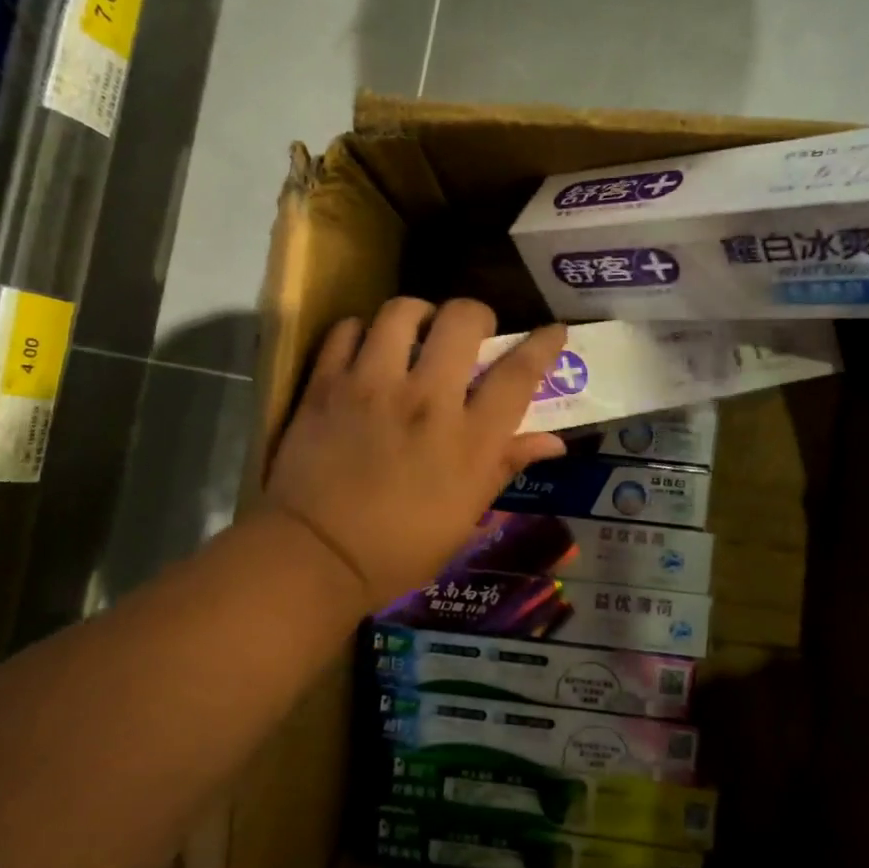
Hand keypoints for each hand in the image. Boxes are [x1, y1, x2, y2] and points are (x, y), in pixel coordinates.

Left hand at [260, 298, 567, 608]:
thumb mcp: (465, 516)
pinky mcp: (326, 384)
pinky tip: (366, 351)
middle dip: (475, 316)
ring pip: (402, 311)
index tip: (553, 330)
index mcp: (469, 439)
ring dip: (417, 315)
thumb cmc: (399, 549)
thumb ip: (505, 466)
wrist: (315, 557)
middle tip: (468, 333)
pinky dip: (362, 332)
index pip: (518, 375)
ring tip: (415, 333)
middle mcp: (427, 400)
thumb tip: (552, 442)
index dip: (542, 345)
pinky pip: (347, 329)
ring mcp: (372, 386)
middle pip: (462, 320)